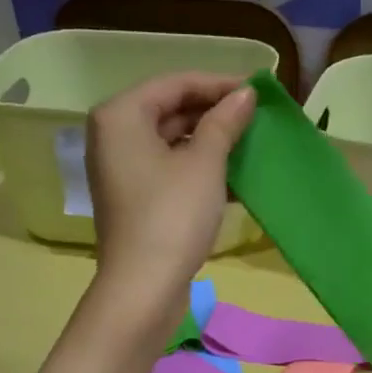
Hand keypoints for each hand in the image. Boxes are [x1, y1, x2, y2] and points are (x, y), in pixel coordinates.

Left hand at [84, 71, 255, 332]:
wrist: (144, 287)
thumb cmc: (173, 216)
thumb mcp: (205, 163)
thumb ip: (225, 122)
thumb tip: (245, 94)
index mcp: (121, 115)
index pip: (175, 84)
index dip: (218, 85)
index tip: (258, 90)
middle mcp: (113, 137)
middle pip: (170, 111)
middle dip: (214, 114)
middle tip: (257, 118)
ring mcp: (121, 171)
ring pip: (172, 143)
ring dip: (211, 144)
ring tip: (251, 145)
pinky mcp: (134, 200)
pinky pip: (169, 171)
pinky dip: (198, 170)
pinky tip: (235, 178)